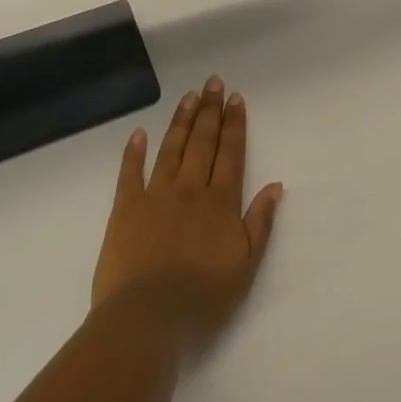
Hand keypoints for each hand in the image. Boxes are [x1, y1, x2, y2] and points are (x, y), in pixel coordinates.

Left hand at [91, 75, 282, 359]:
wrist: (147, 318)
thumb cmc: (203, 298)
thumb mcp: (246, 266)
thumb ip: (261, 222)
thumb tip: (276, 185)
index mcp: (220, 202)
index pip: (231, 153)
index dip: (234, 124)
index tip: (236, 98)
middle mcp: (190, 189)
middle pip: (202, 142)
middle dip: (210, 111)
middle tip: (213, 83)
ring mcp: (155, 196)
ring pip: (171, 149)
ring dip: (181, 121)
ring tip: (189, 97)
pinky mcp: (124, 209)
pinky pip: (129, 174)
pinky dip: (134, 152)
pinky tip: (139, 134)